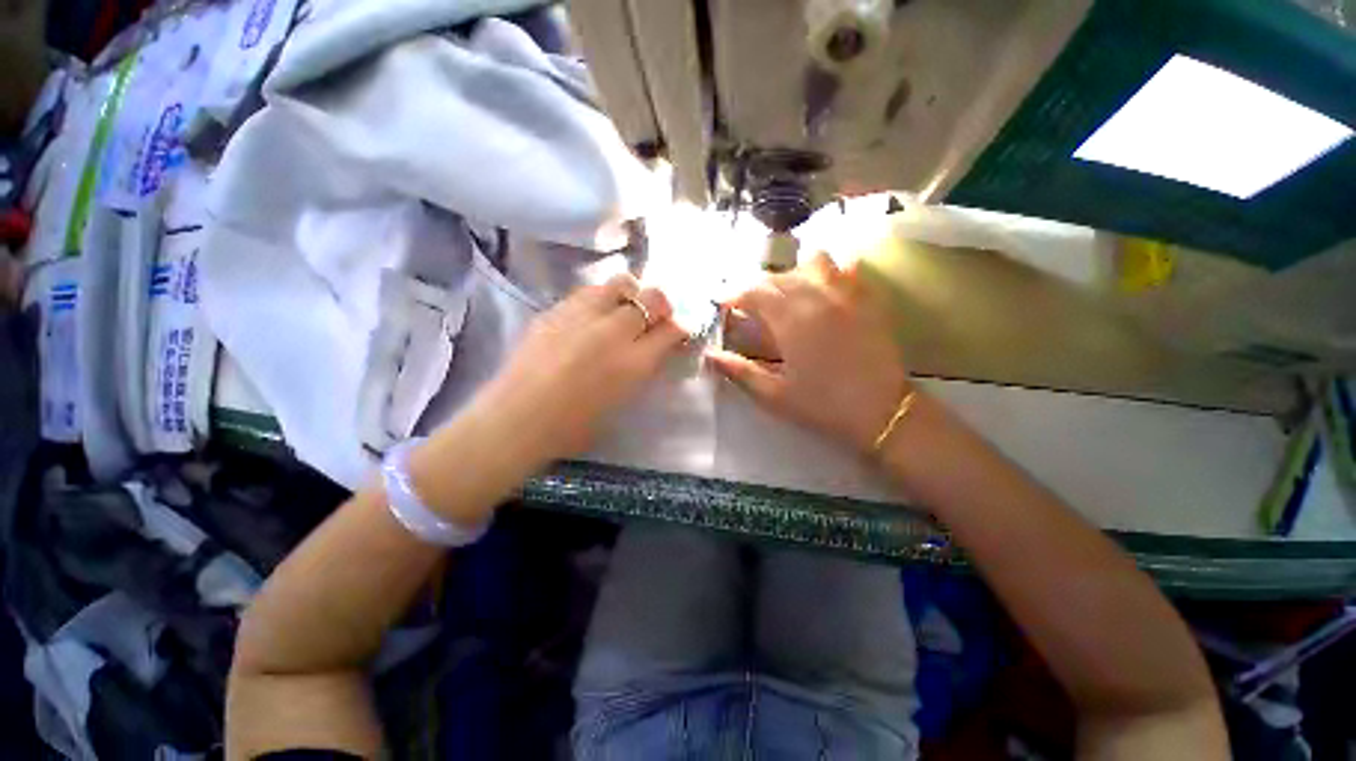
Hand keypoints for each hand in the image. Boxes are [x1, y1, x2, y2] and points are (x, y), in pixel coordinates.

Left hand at [484, 272, 687, 461]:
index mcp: (633, 362)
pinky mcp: (555, 310)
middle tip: (655, 317)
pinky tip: (590, 317)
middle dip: (661, 305)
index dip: (679, 327)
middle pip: (652, 297)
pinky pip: (588, 293)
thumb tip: (652, 349)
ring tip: (623, 309)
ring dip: (631, 294)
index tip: (677, 330)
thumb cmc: (573, 427)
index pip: (671, 329)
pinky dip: (600, 300)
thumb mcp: (621, 402)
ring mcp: (582, 315)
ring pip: (620, 283)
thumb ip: (641, 370)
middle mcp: (613, 331)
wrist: (516, 420)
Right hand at [707, 253, 910, 453]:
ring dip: (793, 273)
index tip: (722, 306)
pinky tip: (824, 290)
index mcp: (791, 319)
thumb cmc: (823, 405)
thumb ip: (739, 371)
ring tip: (788, 294)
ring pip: (814, 261)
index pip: (754, 292)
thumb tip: (709, 356)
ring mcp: (846, 293)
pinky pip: (847, 268)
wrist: (883, 412)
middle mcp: (817, 296)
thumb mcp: (774, 395)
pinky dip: (829, 271)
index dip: (733, 295)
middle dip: (757, 287)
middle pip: (779, 276)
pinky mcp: (868, 298)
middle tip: (748, 308)